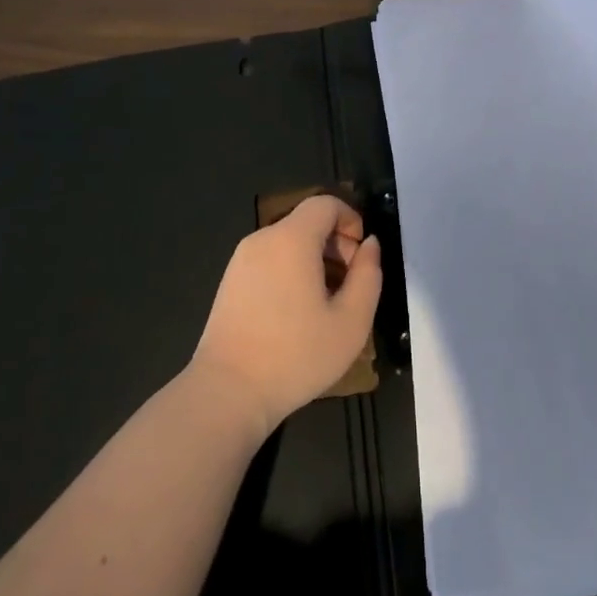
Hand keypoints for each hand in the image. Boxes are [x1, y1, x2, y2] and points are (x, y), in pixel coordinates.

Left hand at [190, 195, 382, 433]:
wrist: (227, 392)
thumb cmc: (296, 355)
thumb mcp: (352, 321)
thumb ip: (368, 275)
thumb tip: (369, 245)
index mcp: (292, 238)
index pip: (325, 203)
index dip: (351, 219)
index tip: (361, 256)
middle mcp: (263, 238)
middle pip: (307, 222)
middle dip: (335, 243)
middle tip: (349, 285)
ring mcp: (241, 260)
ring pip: (288, 242)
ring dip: (314, 260)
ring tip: (325, 304)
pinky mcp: (230, 281)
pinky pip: (269, 260)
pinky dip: (290, 271)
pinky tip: (296, 314)